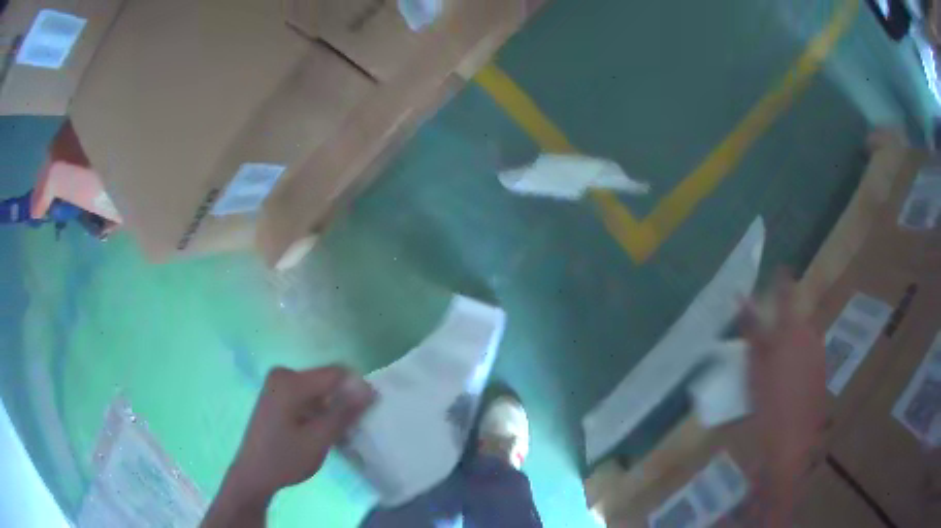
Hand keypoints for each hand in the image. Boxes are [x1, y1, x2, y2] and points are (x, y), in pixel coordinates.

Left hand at [203, 366, 374, 526]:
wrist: (253, 474)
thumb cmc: (285, 459)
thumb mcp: (319, 439)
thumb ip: (344, 412)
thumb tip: (370, 388)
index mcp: (290, 381)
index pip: (336, 373)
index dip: (356, 391)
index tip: (365, 416)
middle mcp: (283, 374)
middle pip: (327, 381)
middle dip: (342, 402)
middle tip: (348, 431)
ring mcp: (277, 384)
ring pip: (319, 390)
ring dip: (331, 409)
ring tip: (335, 435)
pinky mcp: (277, 394)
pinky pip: (308, 395)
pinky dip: (319, 411)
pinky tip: (319, 433)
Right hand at [739, 272, 825, 525]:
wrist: (791, 442)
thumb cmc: (769, 402)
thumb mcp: (755, 366)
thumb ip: (751, 330)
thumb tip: (740, 296)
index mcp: (793, 330)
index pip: (786, 295)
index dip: (782, 280)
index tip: (781, 268)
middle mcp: (811, 336)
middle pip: (796, 320)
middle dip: (783, 323)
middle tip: (766, 342)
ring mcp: (819, 355)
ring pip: (803, 339)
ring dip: (790, 344)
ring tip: (775, 368)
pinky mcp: (821, 374)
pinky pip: (808, 357)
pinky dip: (797, 361)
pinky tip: (786, 382)